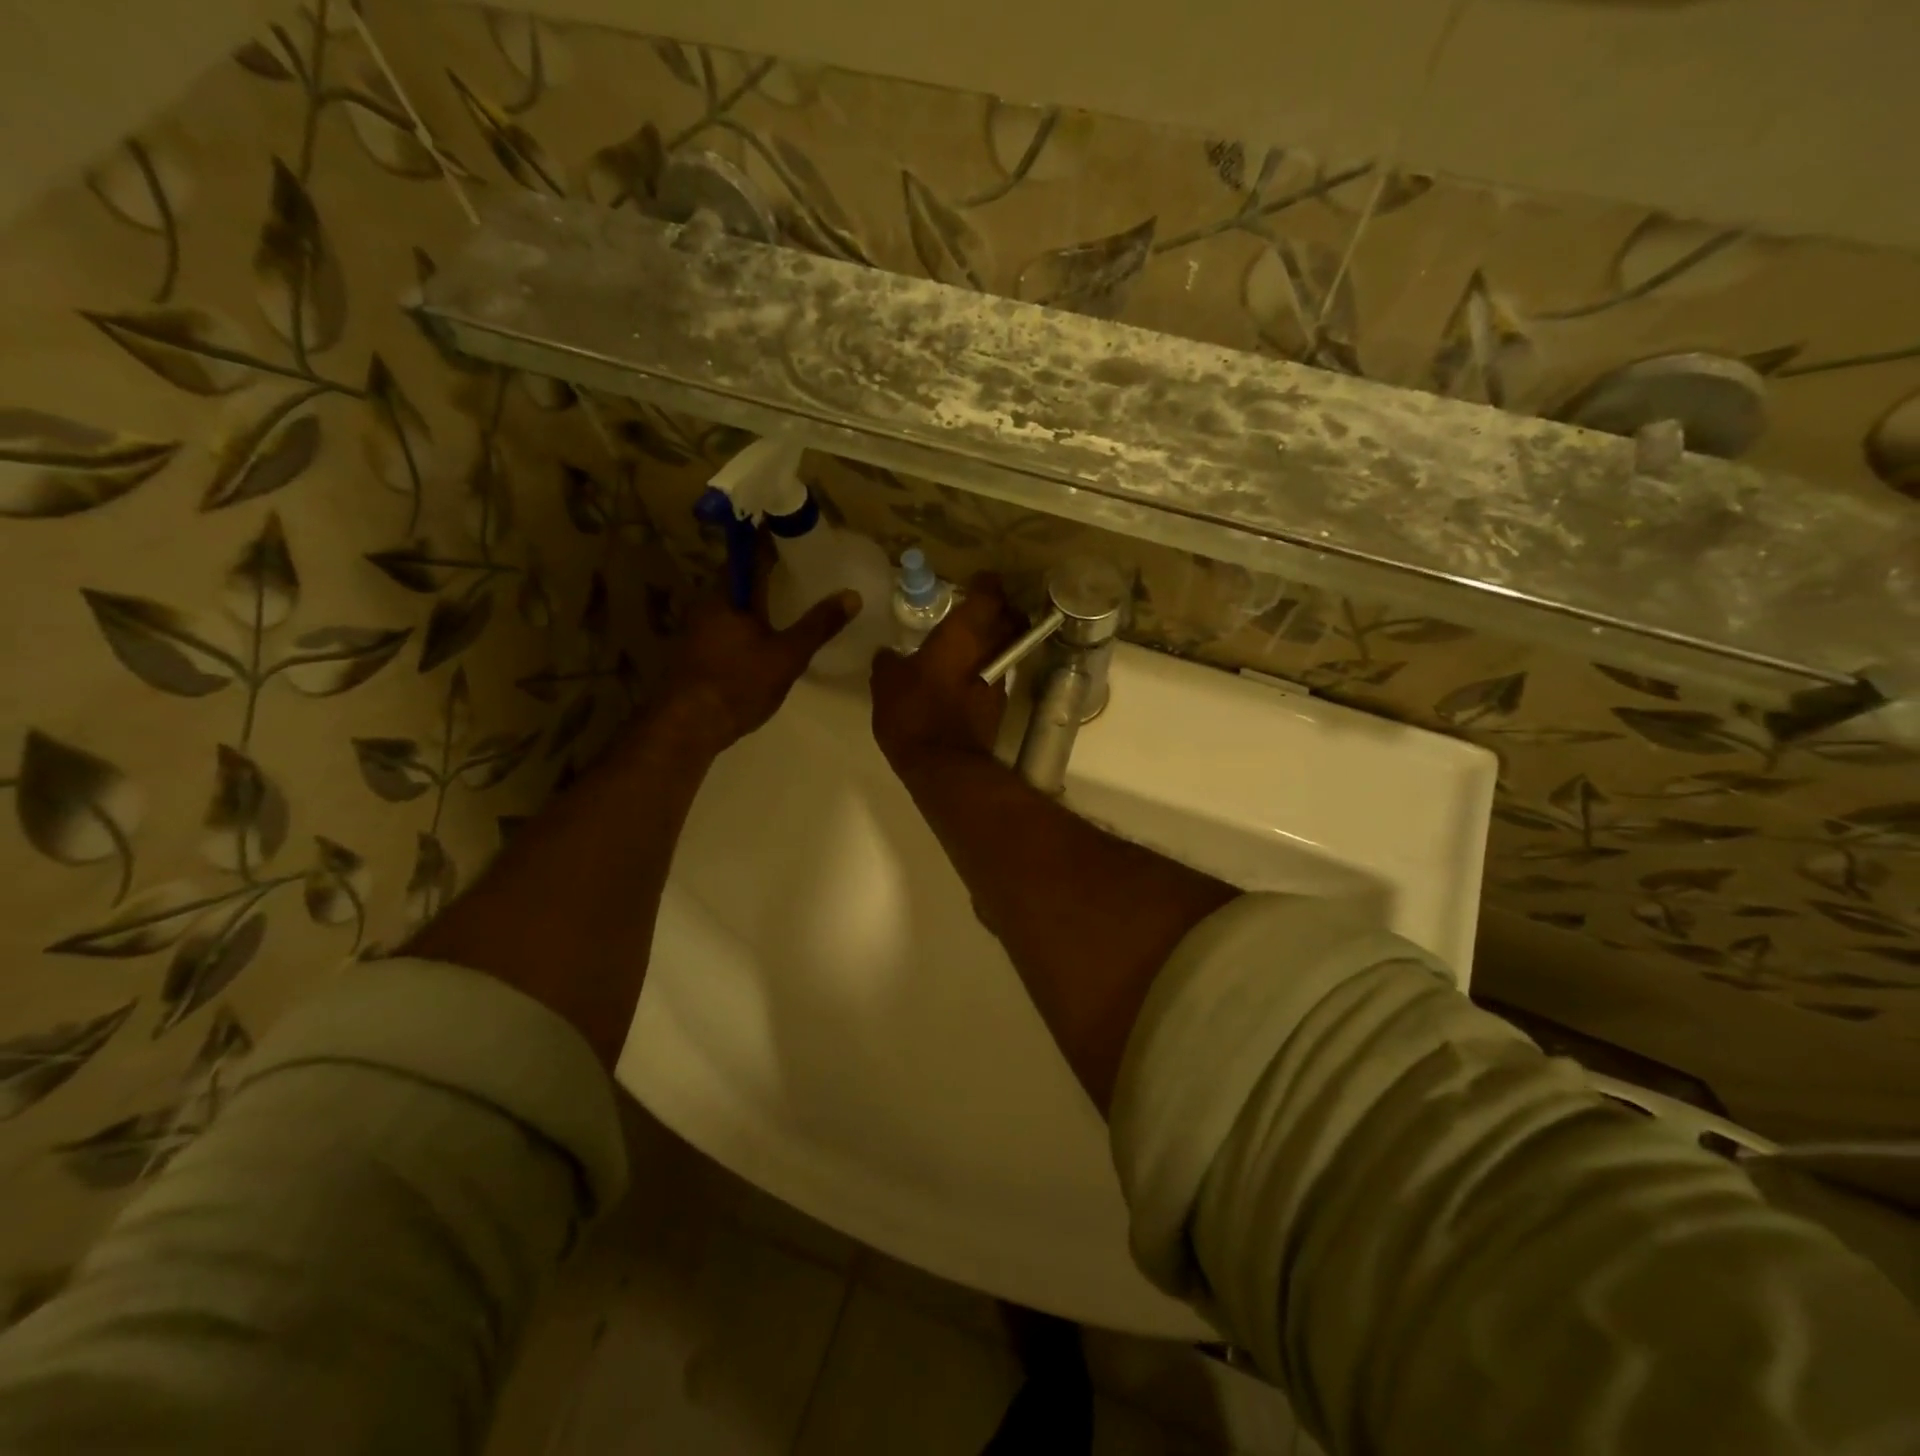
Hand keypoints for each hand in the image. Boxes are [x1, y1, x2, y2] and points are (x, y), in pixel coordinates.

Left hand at [659, 550, 858, 758]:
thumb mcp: (787, 655)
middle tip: (797, 565)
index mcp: (729, 594)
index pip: (749, 552)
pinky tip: (762, 635)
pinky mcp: (694, 652)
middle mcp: (708, 603)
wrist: (687, 725)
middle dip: (764, 568)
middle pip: (738, 576)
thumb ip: (819, 625)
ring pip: (731, 602)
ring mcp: (696, 628)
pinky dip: (745, 620)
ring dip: (754, 597)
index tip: (791, 527)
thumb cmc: (738, 683)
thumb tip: (852, 595)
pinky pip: (724, 624)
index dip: (769, 537)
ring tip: (785, 598)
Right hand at [871, 573, 1025, 769]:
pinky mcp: (997, 707)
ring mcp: (998, 681)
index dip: (987, 585)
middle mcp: (989, 651)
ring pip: (1005, 648)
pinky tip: (965, 675)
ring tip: (970, 641)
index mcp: (964, 634)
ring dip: (995, 640)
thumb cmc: (914, 713)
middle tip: (981, 608)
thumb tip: (887, 653)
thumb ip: (888, 662)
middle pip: (1009, 620)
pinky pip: (995, 675)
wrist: (944, 765)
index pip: (988, 596)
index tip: (980, 579)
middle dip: (1001, 610)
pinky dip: (985, 669)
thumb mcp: (886, 683)